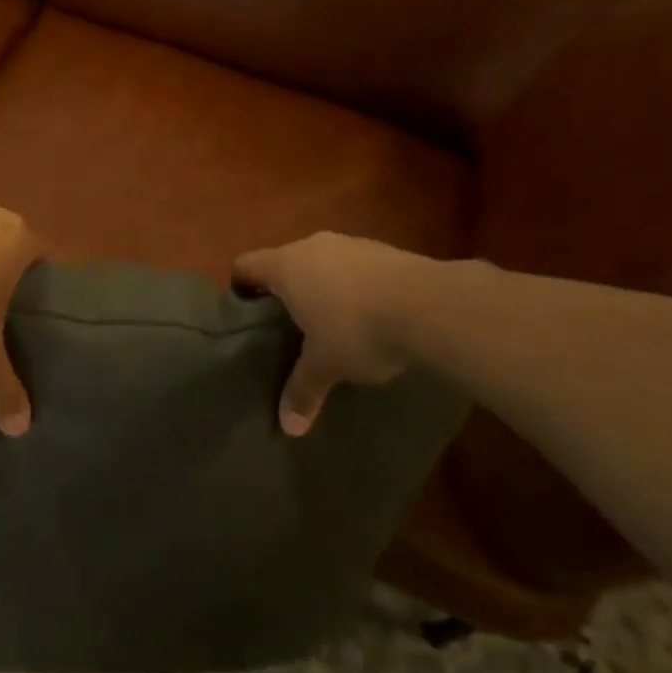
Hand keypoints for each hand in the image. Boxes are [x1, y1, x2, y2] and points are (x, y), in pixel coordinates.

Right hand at [233, 232, 422, 435]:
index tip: (245, 314)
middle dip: (284, 291)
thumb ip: (302, 391)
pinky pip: (355, 267)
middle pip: (284, 262)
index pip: (245, 265)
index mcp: (285, 267)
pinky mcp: (386, 250)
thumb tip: (289, 428)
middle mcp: (313, 246)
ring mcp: (352, 244)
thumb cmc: (357, 330)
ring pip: (322, 262)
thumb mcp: (325, 366)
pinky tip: (371, 315)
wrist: (430, 305)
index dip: (240, 287)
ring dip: (322, 286)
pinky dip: (354, 286)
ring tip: (331, 323)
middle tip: (287, 326)